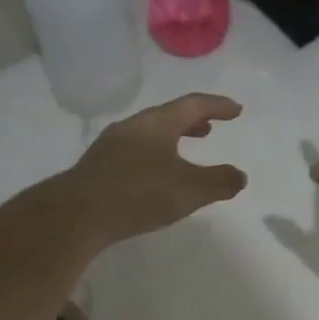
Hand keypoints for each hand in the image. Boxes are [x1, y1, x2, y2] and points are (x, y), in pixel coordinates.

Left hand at [58, 93, 246, 249]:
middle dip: (192, 121)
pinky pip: (135, 151)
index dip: (217, 105)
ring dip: (172, 138)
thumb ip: (219, 182)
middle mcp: (133, 127)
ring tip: (185, 151)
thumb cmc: (138, 194)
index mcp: (157, 123)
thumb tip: (240, 176)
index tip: (236, 110)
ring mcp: (112, 146)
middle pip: (168, 116)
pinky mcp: (99, 167)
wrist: (77, 214)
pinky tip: (155, 176)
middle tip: (210, 128)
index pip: (192, 105)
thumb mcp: (189, 190)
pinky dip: (155, 154)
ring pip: (149, 134)